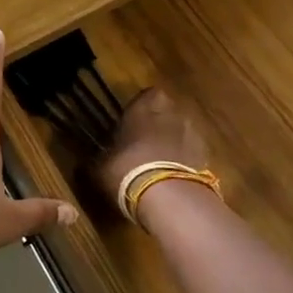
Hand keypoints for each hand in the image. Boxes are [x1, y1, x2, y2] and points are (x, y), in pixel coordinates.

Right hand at [93, 88, 212, 219]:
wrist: (168, 196)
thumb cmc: (127, 169)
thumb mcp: (100, 166)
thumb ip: (96, 158)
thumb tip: (85, 161)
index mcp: (145, 105)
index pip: (144, 96)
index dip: (139, 111)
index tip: (130, 126)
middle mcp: (172, 110)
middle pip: (166, 112)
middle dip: (158, 125)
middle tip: (145, 146)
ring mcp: (193, 132)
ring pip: (181, 132)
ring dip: (173, 143)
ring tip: (160, 167)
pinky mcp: (206, 154)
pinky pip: (192, 153)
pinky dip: (185, 162)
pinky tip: (174, 180)